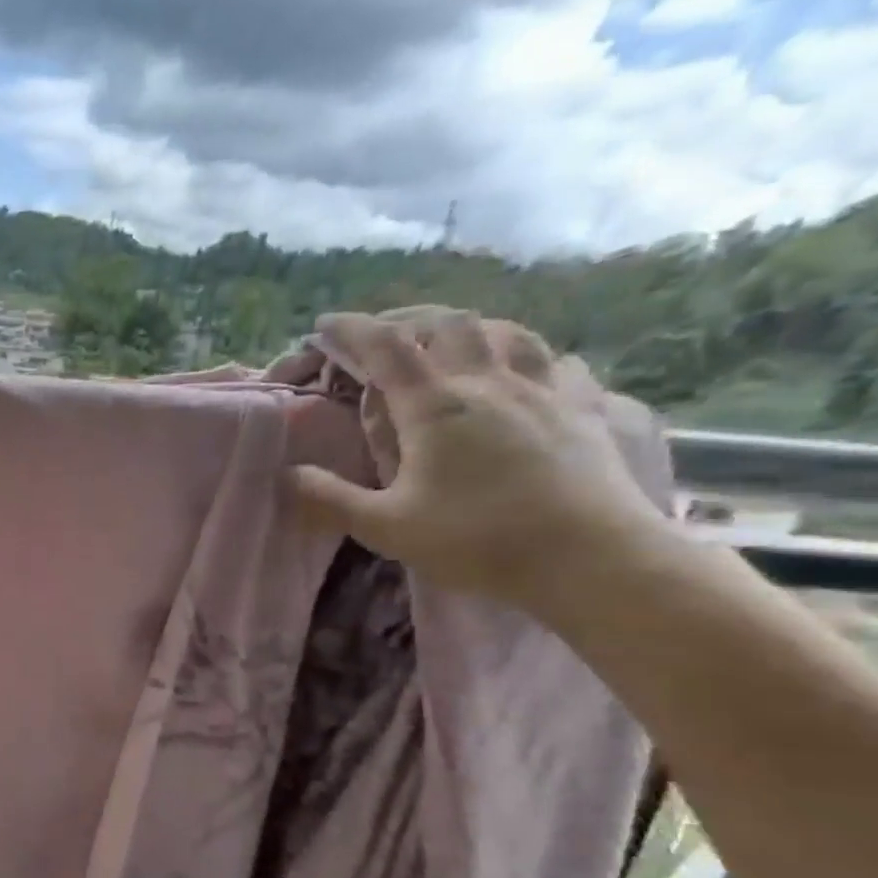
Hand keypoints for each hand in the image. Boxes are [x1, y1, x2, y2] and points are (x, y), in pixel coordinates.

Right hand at [287, 310, 668, 610]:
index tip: (324, 325)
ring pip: (503, 331)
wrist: (591, 558)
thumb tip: (286, 475)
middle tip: (381, 334)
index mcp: (435, 407)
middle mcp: (488, 382)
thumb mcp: (385, 527)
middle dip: (406, 320)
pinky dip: (524, 352)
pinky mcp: (581, 408)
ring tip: (446, 340)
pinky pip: (553, 360)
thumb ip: (329, 499)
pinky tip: (522, 367)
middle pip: (446, 324)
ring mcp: (542, 390)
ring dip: (466, 327)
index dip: (351, 330)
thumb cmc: (477, 541)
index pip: (386, 349)